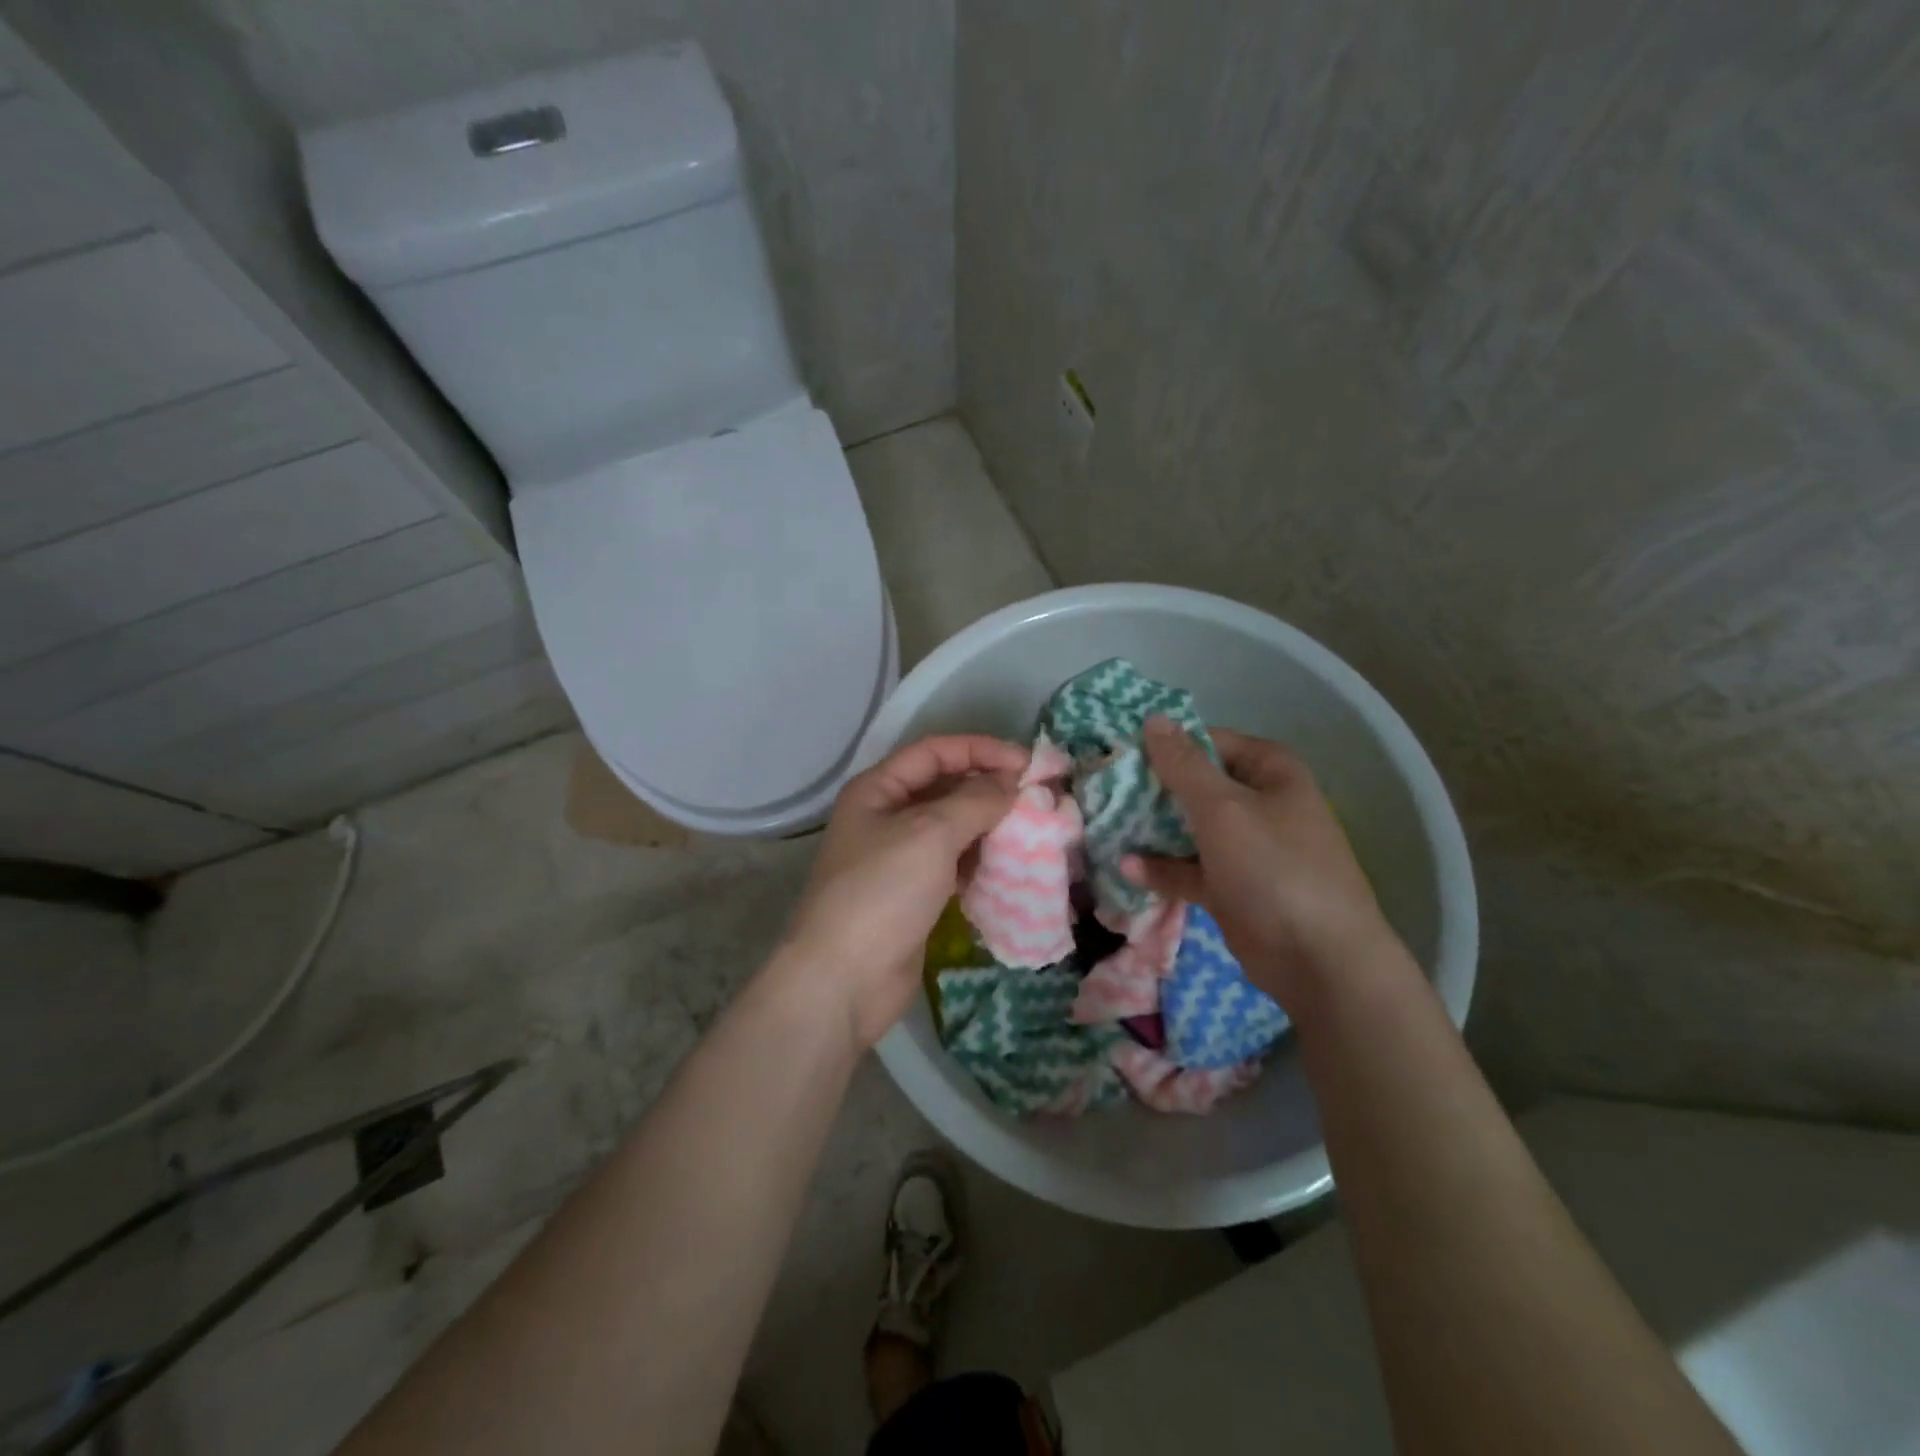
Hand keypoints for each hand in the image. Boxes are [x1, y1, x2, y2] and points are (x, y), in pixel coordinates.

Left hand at [780, 735, 1028, 1046]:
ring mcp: (900, 858)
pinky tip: (1011, 865)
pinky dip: (981, 860)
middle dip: (989, 788)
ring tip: (1033, 829)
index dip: (980, 750)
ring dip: (990, 825)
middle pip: (945, 787)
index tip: (1026, 764)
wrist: (844, 980)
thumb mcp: (930, 834)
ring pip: (953, 828)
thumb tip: (1011, 783)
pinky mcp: (915, 895)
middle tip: (1038, 797)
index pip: (934, 751)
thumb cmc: (882, 892)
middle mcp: (886, 817)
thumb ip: (975, 801)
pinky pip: (954, 864)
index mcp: (878, 790)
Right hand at [1124, 718, 1396, 1010]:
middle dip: (1153, 789)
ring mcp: (1247, 848)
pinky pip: (1190, 868)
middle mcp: (1259, 803)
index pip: (1210, 742)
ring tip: (1107, 824)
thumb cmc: (1273, 867)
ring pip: (1190, 828)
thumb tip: (1154, 719)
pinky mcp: (1233, 887)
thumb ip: (1183, 764)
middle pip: (1197, 785)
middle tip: (1105, 789)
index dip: (1167, 745)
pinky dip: (1162, 868)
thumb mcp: (1222, 807)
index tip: (1122, 753)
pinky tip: (1126, 868)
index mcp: (1270, 772)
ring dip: (1152, 829)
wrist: (1318, 960)